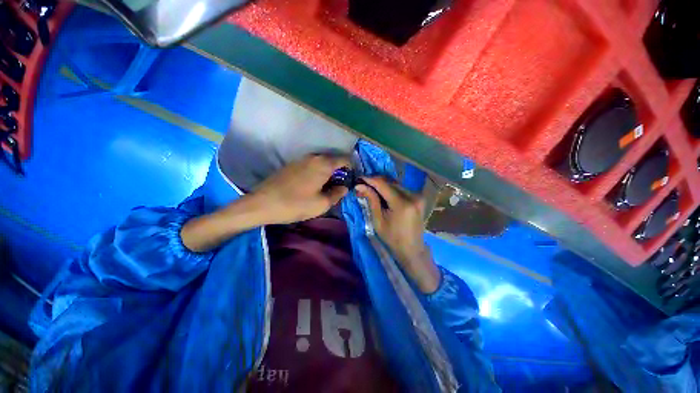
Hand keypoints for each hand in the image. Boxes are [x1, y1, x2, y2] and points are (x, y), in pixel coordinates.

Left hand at [252, 154, 350, 224]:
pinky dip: (317, 172)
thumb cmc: (296, 204)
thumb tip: (344, 187)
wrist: (263, 203)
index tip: (352, 181)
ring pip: (322, 163)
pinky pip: (311, 165)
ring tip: (327, 187)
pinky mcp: (292, 164)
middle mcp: (313, 157)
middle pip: (334, 160)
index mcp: (324, 164)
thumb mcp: (322, 204)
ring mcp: (301, 159)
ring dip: (328, 172)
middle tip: (340, 187)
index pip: (345, 159)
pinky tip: (313, 185)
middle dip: (340, 172)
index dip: (352, 169)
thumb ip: (337, 193)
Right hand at [355, 177, 440, 292]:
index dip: (370, 180)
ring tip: (371, 188)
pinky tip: (382, 192)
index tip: (359, 178)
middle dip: (376, 181)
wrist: (412, 249)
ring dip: (383, 184)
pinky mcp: (419, 198)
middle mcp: (413, 196)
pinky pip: (402, 189)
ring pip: (396, 184)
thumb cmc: (392, 238)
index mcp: (402, 204)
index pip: (384, 185)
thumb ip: (371, 200)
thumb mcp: (378, 220)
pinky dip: (391, 189)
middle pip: (391, 182)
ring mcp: (418, 196)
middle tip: (363, 184)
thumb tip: (360, 186)